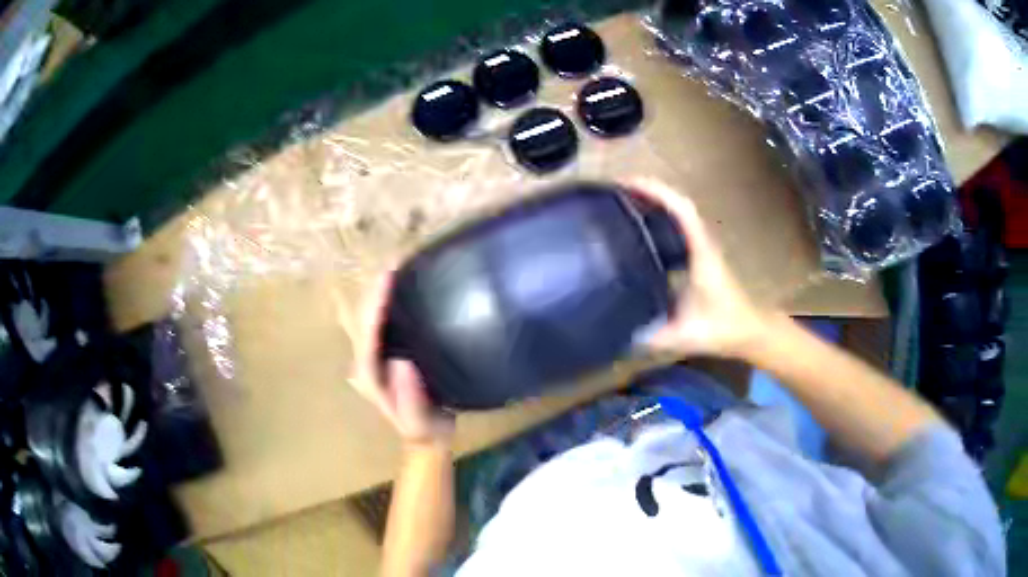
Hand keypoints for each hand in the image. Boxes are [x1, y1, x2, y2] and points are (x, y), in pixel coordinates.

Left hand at [351, 275, 454, 447]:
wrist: (426, 437)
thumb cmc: (425, 430)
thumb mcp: (421, 422)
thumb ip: (409, 397)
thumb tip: (402, 361)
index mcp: (371, 377)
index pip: (368, 336)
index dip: (376, 306)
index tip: (389, 278)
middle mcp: (366, 363)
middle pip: (362, 321)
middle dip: (373, 292)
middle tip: (393, 263)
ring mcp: (374, 358)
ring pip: (367, 319)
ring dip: (376, 293)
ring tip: (393, 267)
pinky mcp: (386, 354)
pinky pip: (379, 324)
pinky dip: (384, 303)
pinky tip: (396, 288)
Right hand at [627, 178, 770, 358]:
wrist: (750, 331)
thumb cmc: (724, 328)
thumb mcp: (686, 336)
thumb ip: (654, 337)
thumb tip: (620, 335)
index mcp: (701, 253)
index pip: (681, 210)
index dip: (655, 191)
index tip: (626, 183)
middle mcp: (702, 242)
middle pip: (677, 202)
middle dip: (648, 189)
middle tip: (615, 190)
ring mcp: (702, 246)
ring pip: (679, 212)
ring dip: (654, 200)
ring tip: (623, 202)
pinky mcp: (700, 254)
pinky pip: (679, 225)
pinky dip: (660, 216)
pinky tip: (641, 226)